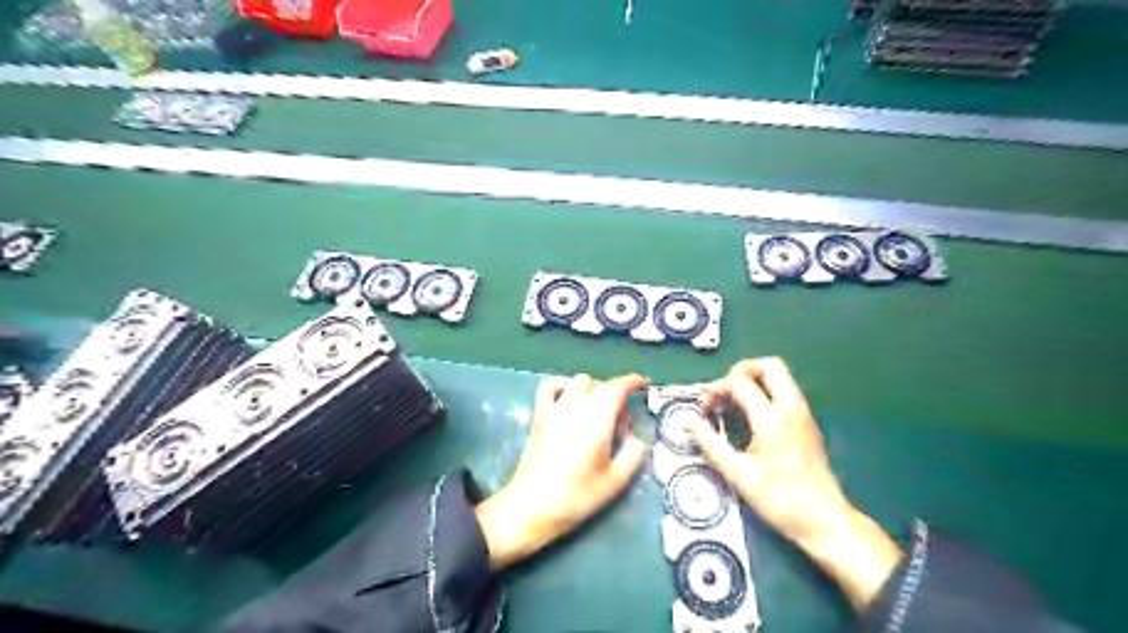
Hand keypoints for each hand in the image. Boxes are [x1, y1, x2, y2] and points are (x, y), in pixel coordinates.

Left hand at [476, 375, 647, 568]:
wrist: (532, 506)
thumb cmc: (577, 496)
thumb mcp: (616, 481)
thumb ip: (633, 453)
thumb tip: (639, 437)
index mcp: (597, 419)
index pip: (617, 387)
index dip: (632, 381)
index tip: (643, 385)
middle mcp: (576, 406)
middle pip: (601, 385)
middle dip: (616, 394)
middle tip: (621, 422)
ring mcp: (554, 408)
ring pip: (578, 382)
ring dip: (593, 390)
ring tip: (597, 411)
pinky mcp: (539, 415)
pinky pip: (550, 387)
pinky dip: (562, 387)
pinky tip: (567, 401)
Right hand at [687, 358, 905, 610]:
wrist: (825, 521)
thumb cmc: (781, 500)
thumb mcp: (738, 474)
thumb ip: (710, 444)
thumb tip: (691, 423)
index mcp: (772, 418)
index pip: (740, 382)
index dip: (717, 389)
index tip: (706, 409)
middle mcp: (791, 408)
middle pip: (769, 365)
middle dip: (741, 370)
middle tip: (724, 390)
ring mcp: (803, 414)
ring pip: (780, 377)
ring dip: (754, 380)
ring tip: (734, 402)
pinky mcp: (807, 424)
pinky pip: (785, 392)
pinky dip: (765, 392)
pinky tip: (751, 416)